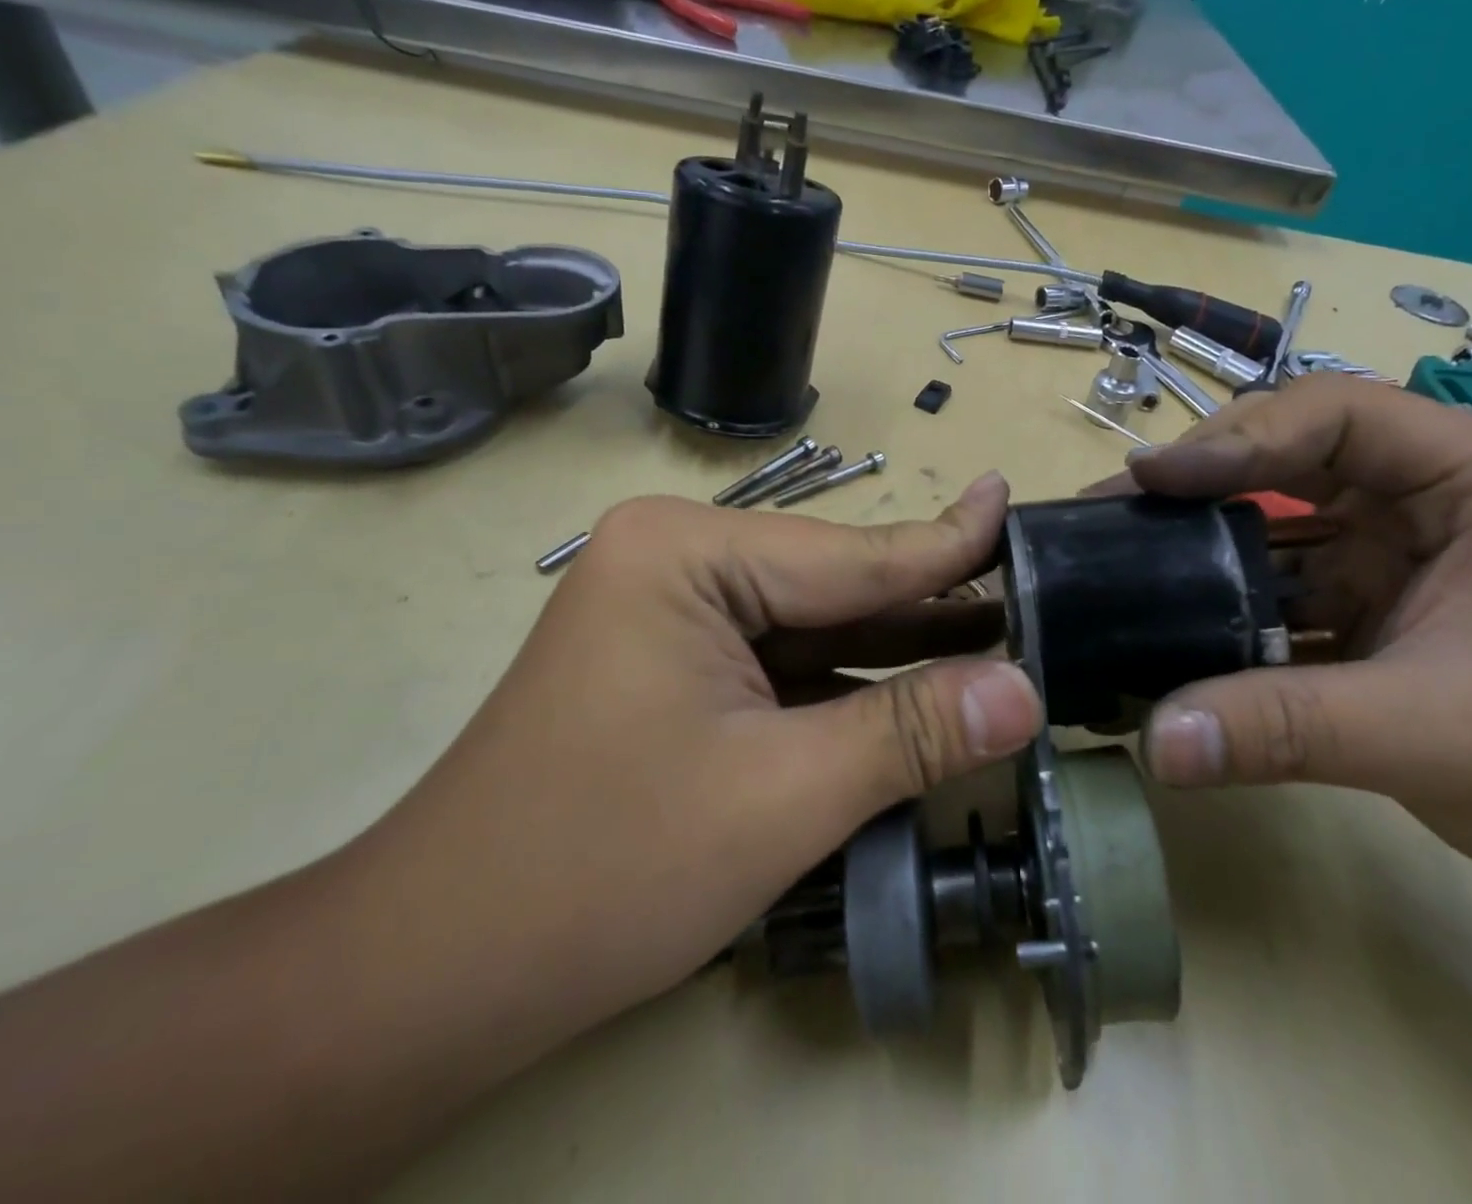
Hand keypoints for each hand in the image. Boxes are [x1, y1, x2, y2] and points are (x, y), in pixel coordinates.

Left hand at [361, 472, 1042, 1024]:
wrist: (439, 972)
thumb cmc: (605, 869)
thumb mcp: (783, 795)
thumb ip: (911, 732)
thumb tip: (1027, 692)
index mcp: (687, 552)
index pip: (852, 555)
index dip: (947, 545)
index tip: (1010, 500)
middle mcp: (678, 560)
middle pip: (834, 586)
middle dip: (929, 606)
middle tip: (1031, 592)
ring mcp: (672, 613)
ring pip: (814, 628)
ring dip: (896, 649)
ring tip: (999, 638)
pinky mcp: (675, 666)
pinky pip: (783, 664)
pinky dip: (848, 685)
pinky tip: (918, 692)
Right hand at [1105, 375, 1471, 891]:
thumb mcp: (1423, 733)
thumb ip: (1281, 729)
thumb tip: (1155, 742)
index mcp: (1466, 479)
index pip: (1336, 416)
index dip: (1240, 437)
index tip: (1154, 477)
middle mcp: (1418, 496)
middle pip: (1289, 448)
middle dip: (1202, 471)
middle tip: (1120, 501)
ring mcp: (1383, 548)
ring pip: (1272, 511)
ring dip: (1200, 529)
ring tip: (1120, 543)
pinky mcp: (1355, 598)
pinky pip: (1271, 575)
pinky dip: (1219, 590)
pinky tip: (1165, 609)